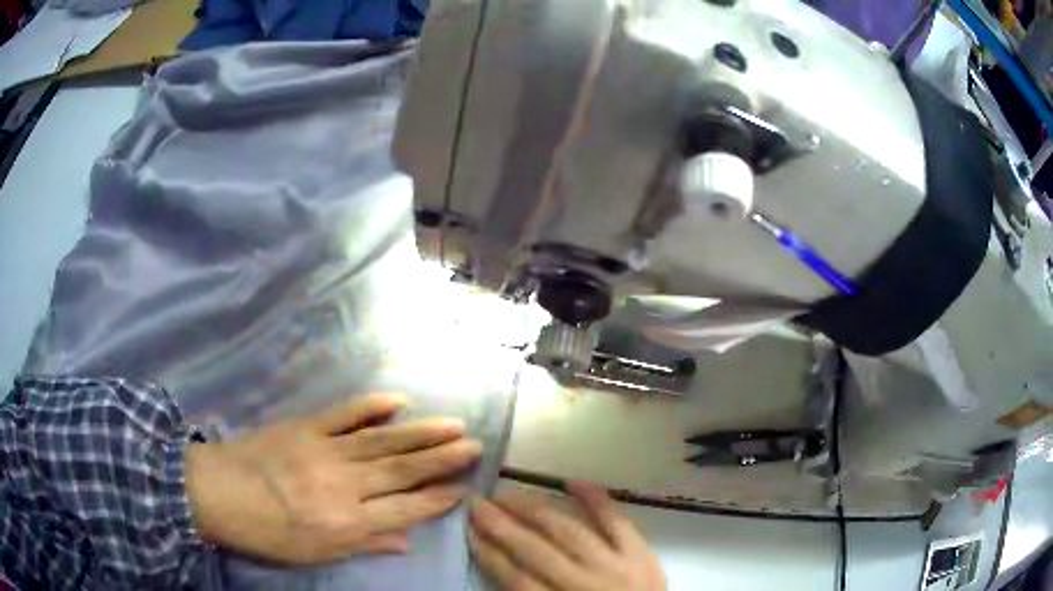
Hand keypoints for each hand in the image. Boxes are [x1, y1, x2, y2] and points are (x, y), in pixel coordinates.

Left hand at [184, 393, 481, 564]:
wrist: (213, 493)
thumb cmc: (264, 534)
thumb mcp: (313, 554)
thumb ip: (362, 544)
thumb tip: (404, 538)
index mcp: (344, 523)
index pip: (404, 510)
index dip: (437, 499)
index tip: (464, 487)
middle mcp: (342, 486)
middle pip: (401, 471)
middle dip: (441, 460)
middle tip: (474, 446)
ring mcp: (323, 451)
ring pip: (381, 441)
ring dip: (420, 433)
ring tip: (453, 425)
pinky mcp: (303, 427)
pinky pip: (342, 415)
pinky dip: (370, 406)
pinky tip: (396, 400)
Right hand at [468, 482, 665, 590]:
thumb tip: (502, 567)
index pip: (515, 578)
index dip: (489, 553)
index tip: (468, 530)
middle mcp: (584, 584)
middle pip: (535, 550)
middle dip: (502, 525)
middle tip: (478, 503)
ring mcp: (616, 565)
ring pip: (568, 531)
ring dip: (535, 509)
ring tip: (508, 493)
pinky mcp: (642, 553)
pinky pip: (617, 521)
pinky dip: (595, 499)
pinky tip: (571, 481)